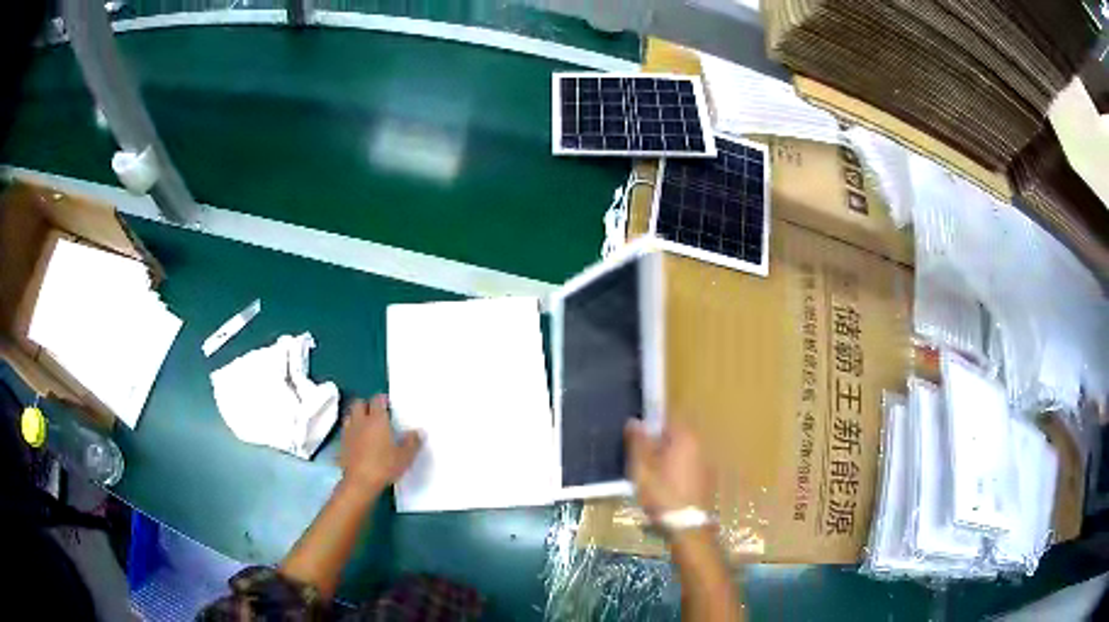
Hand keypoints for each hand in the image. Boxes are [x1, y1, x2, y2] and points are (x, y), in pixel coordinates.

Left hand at [339, 395, 421, 489]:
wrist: (360, 482)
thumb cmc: (384, 466)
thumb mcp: (405, 456)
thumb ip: (412, 442)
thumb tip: (419, 432)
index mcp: (377, 420)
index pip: (377, 399)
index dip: (382, 399)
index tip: (388, 404)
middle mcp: (361, 421)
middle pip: (359, 403)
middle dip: (367, 405)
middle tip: (376, 414)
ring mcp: (349, 432)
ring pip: (350, 415)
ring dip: (357, 416)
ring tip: (366, 425)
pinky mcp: (342, 444)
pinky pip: (346, 430)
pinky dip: (351, 431)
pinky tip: (358, 440)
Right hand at [625, 420, 712, 517]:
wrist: (687, 526)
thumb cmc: (662, 494)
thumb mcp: (642, 468)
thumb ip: (638, 443)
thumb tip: (635, 421)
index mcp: (685, 438)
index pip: (667, 422)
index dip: (650, 432)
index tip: (639, 447)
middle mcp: (701, 445)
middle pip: (676, 438)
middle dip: (660, 447)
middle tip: (644, 465)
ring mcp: (708, 463)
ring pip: (683, 454)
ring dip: (670, 461)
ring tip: (655, 480)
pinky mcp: (709, 479)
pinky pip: (690, 468)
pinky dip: (680, 473)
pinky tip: (669, 490)